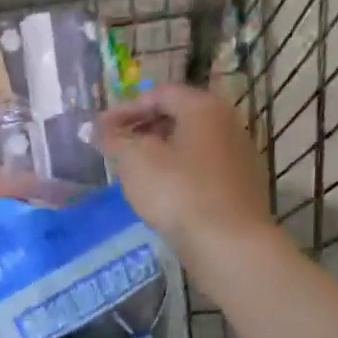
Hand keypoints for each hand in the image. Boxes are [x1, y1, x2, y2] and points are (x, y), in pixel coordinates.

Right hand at [98, 83, 269, 251]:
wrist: (228, 243)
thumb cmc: (178, 192)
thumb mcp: (134, 161)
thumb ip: (113, 139)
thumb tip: (96, 127)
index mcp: (204, 107)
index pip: (160, 94)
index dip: (126, 109)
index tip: (101, 129)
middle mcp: (228, 123)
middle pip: (178, 116)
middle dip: (143, 130)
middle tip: (117, 149)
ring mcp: (238, 156)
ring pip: (190, 144)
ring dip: (160, 153)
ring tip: (134, 174)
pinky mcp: (240, 186)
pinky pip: (202, 169)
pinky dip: (178, 173)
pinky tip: (162, 195)